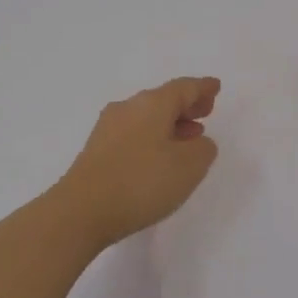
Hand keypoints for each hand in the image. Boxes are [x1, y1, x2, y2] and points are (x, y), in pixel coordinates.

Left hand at [55, 77, 221, 246]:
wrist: (81, 210)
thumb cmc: (141, 182)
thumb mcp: (189, 166)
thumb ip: (203, 149)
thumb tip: (197, 141)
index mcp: (152, 104)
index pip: (184, 88)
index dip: (203, 88)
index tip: (215, 87)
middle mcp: (128, 108)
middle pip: (163, 99)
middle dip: (186, 105)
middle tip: (205, 112)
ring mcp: (108, 129)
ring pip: (146, 117)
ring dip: (170, 124)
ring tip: (188, 137)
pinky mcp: (96, 150)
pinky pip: (133, 134)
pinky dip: (152, 137)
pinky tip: (159, 156)